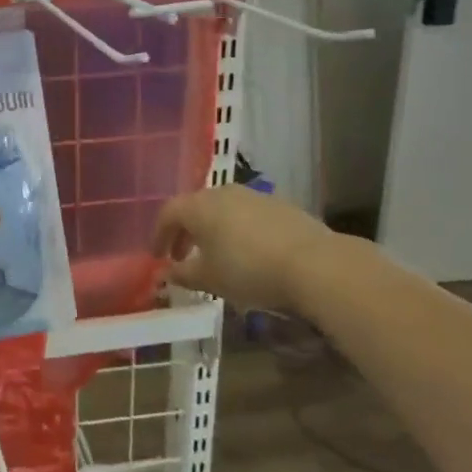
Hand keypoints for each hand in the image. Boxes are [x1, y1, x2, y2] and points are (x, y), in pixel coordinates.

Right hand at [153, 186, 338, 311]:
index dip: (159, 235)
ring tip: (216, 256)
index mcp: (198, 206)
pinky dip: (237, 230)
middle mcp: (223, 193)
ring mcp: (254, 195)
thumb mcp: (209, 279)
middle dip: (185, 232)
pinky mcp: (280, 205)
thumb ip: (182, 275)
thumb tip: (165, 273)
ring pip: (222, 209)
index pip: (168, 214)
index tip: (157, 256)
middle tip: (183, 256)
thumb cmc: (248, 270)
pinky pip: (247, 215)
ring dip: (212, 230)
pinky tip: (247, 252)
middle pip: (194, 207)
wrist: (314, 264)